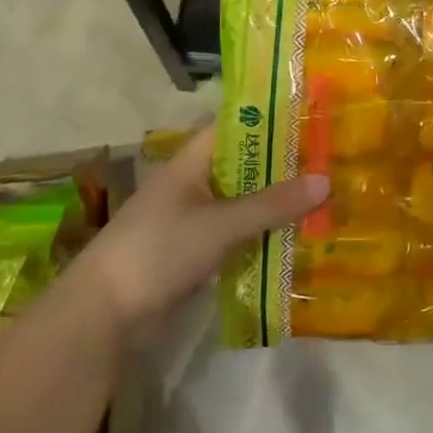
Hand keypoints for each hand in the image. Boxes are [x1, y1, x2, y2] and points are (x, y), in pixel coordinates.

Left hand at [72, 126, 326, 332]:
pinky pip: (237, 231)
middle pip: (244, 164)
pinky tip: (295, 235)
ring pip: (243, 200)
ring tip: (323, 194)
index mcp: (191, 162)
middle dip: (283, 164)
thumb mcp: (220, 225)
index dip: (271, 118)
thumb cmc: (158, 251)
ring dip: (275, 201)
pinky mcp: (194, 251)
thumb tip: (326, 181)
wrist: (102, 316)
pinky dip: (262, 231)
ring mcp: (192, 218)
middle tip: (330, 159)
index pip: (235, 125)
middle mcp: (193, 183)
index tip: (312, 116)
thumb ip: (272, 204)